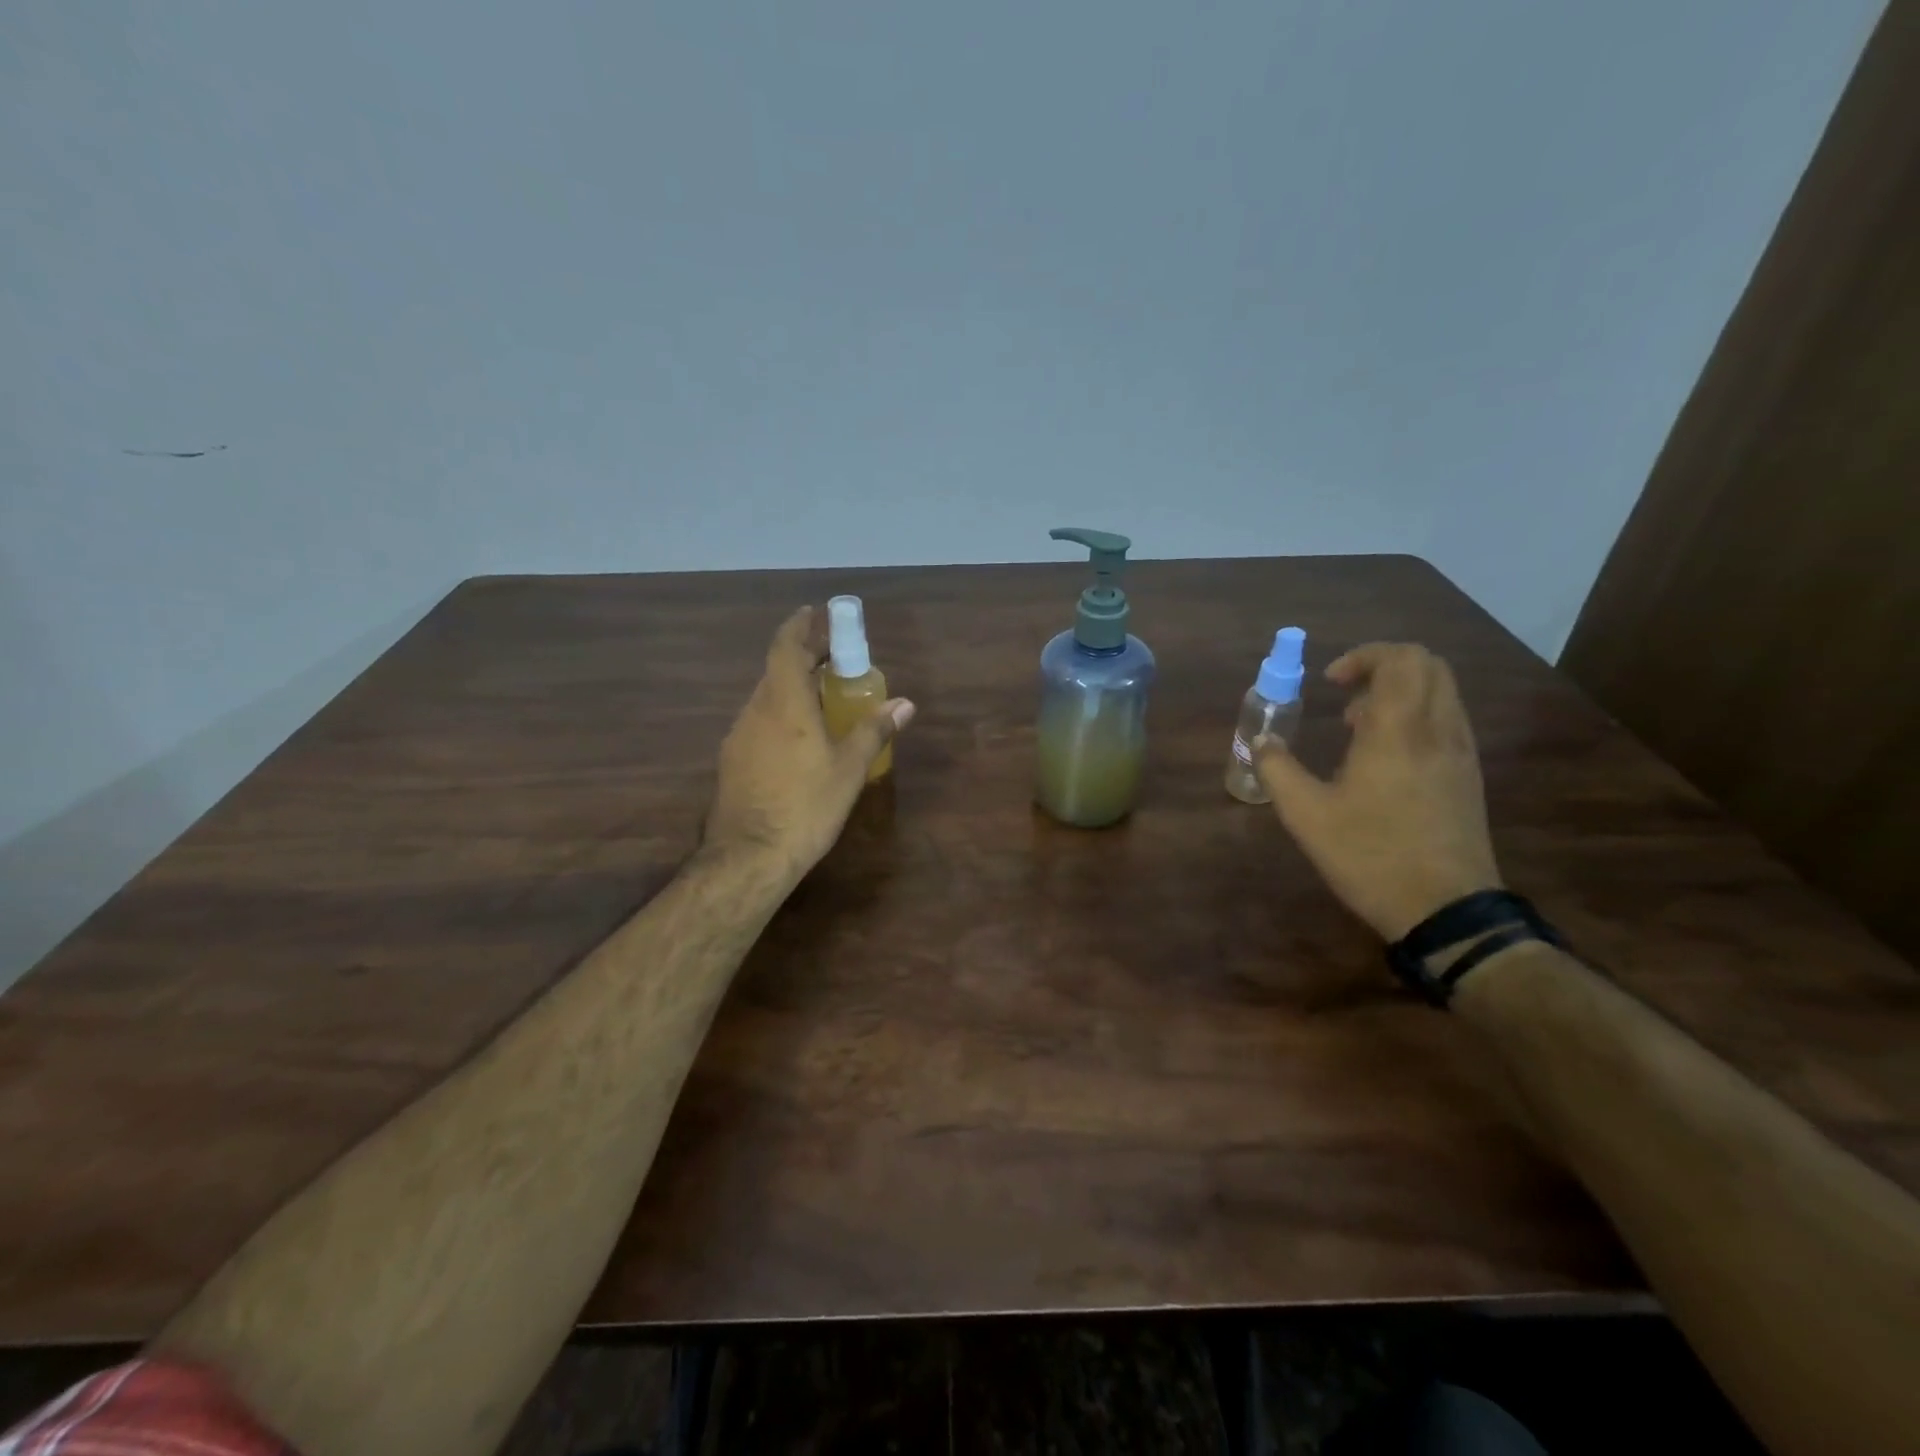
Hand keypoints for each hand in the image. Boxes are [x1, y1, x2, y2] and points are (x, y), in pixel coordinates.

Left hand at [703, 606, 914, 876]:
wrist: (748, 857)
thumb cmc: (805, 806)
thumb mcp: (848, 769)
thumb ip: (874, 730)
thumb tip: (905, 704)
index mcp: (784, 702)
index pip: (786, 646)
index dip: (800, 626)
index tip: (816, 613)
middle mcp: (755, 710)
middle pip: (777, 670)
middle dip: (804, 658)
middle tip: (834, 659)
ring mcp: (739, 736)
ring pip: (767, 698)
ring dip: (793, 688)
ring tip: (823, 698)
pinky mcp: (732, 761)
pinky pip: (760, 723)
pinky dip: (781, 715)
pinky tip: (800, 739)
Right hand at [1253, 642, 1500, 941]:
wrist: (1446, 910)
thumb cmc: (1370, 855)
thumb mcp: (1306, 815)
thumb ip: (1278, 769)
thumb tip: (1262, 740)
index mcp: (1399, 731)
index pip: (1400, 659)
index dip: (1363, 656)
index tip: (1329, 682)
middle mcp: (1438, 731)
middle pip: (1429, 665)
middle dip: (1383, 667)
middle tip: (1345, 696)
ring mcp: (1460, 754)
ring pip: (1441, 693)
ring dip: (1399, 693)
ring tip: (1358, 728)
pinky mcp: (1468, 777)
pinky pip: (1447, 721)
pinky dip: (1415, 718)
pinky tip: (1384, 759)